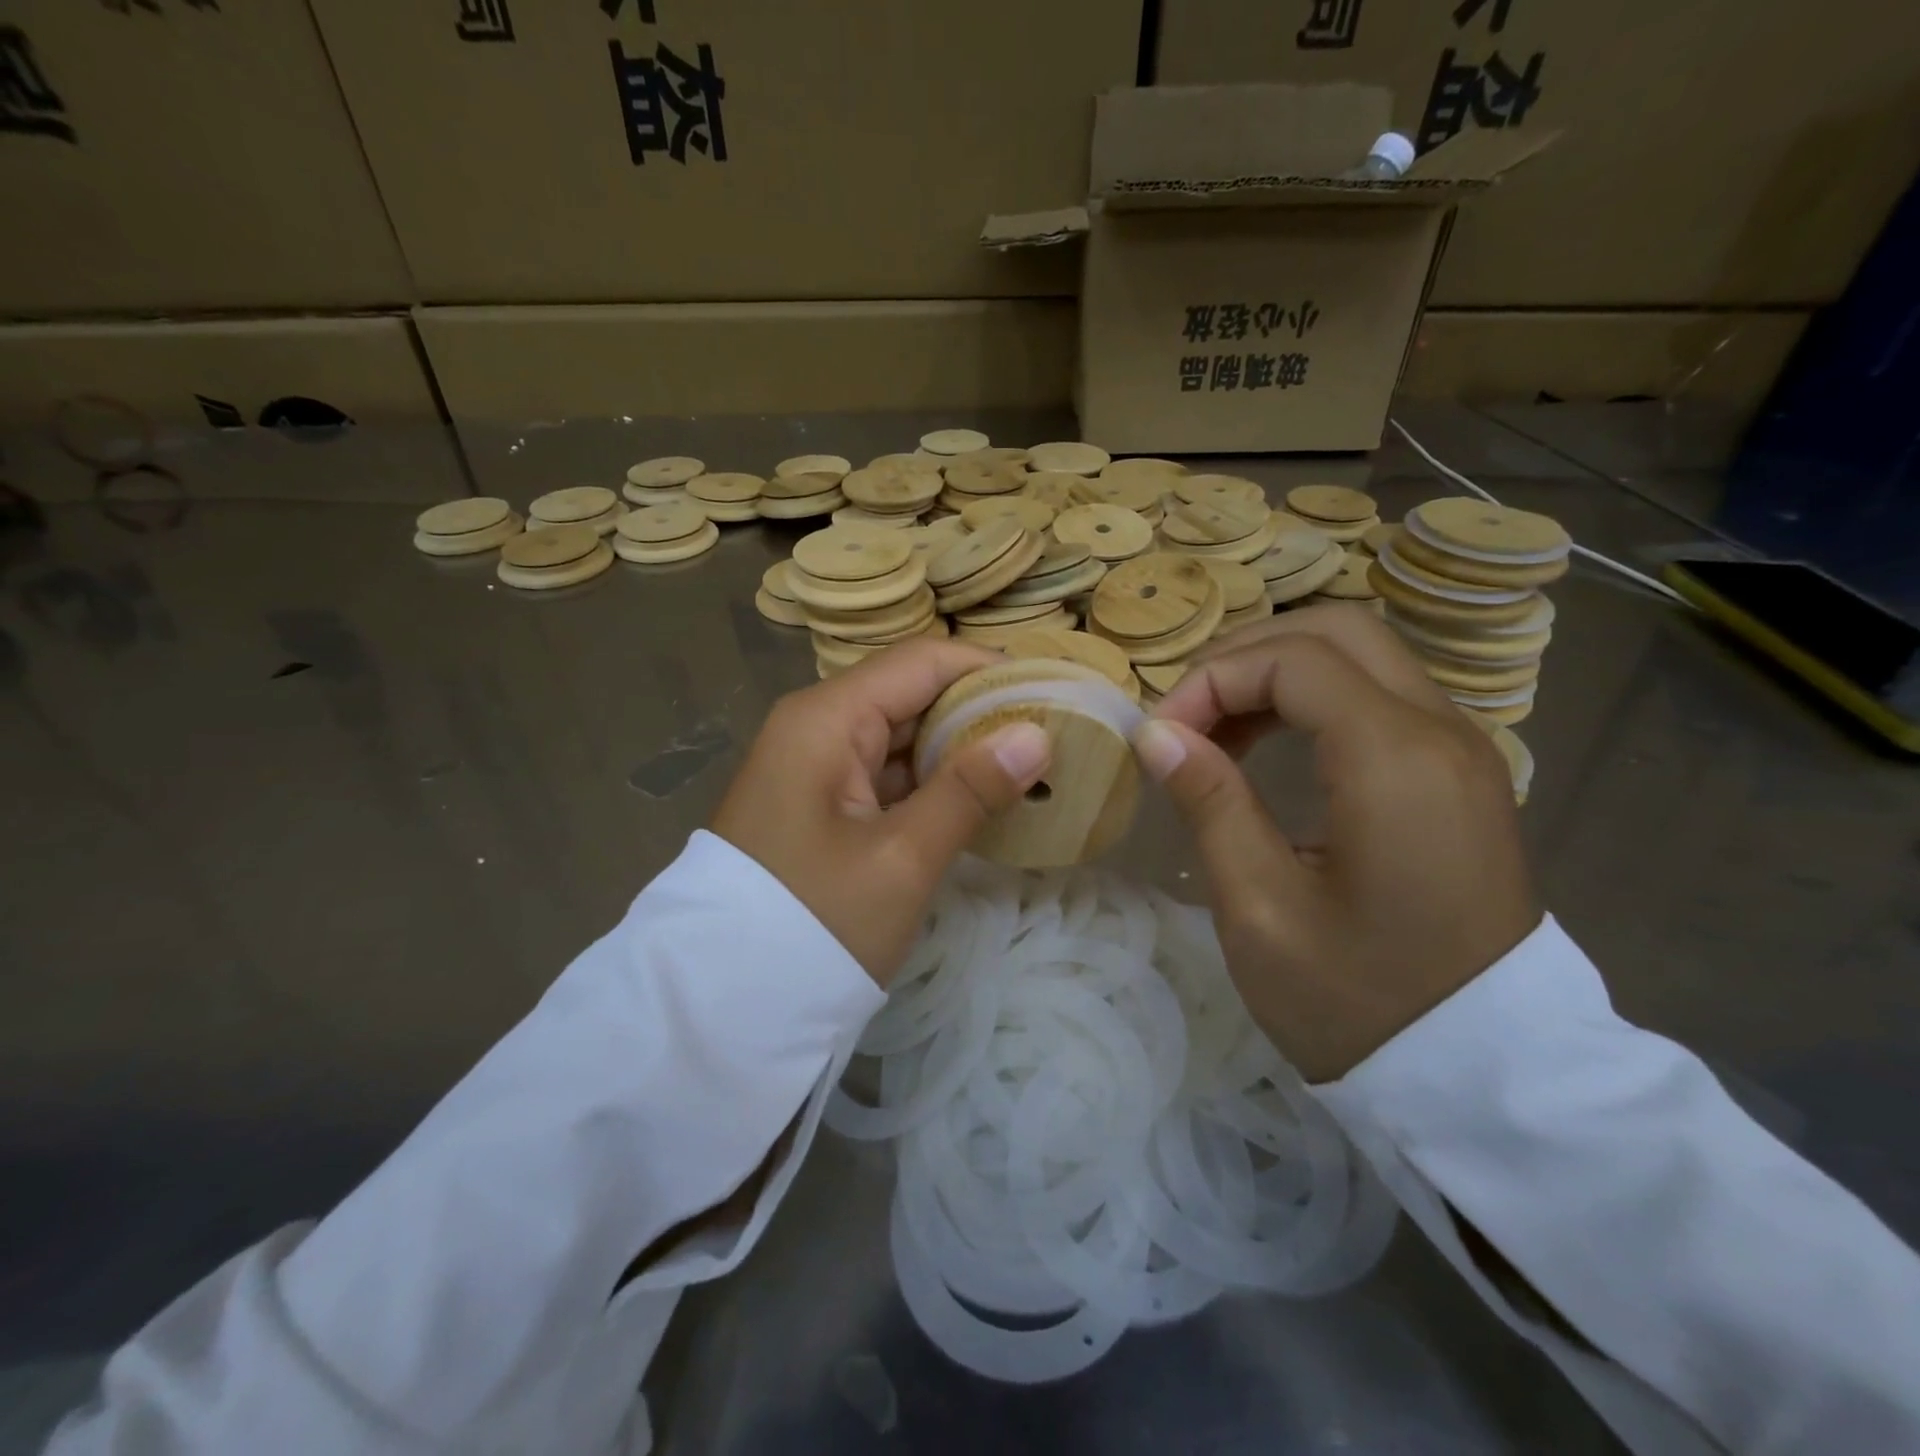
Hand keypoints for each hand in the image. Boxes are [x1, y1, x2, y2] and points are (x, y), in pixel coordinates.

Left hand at [712, 640, 1050, 986]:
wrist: (727, 999)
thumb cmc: (816, 921)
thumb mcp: (902, 858)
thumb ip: (970, 789)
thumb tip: (1037, 735)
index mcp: (827, 718)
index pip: (922, 662)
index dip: (989, 670)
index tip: (1052, 691)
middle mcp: (817, 726)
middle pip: (912, 693)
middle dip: (980, 710)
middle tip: (1052, 733)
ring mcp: (816, 765)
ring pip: (902, 735)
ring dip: (960, 748)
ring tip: (1031, 763)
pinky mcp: (821, 802)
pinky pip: (887, 773)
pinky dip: (932, 781)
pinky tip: (980, 797)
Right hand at [1132, 605, 1538, 1082]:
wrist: (1482, 1076)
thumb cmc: (1358, 1001)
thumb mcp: (1259, 906)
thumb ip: (1209, 801)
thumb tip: (1157, 732)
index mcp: (1395, 760)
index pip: (1293, 659)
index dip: (1212, 681)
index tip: (1160, 736)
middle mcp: (1442, 731)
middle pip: (1335, 631)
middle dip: (1246, 657)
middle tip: (1188, 715)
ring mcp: (1461, 749)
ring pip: (1361, 656)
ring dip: (1277, 673)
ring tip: (1217, 732)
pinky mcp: (1459, 774)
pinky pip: (1380, 696)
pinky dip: (1314, 698)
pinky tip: (1270, 747)